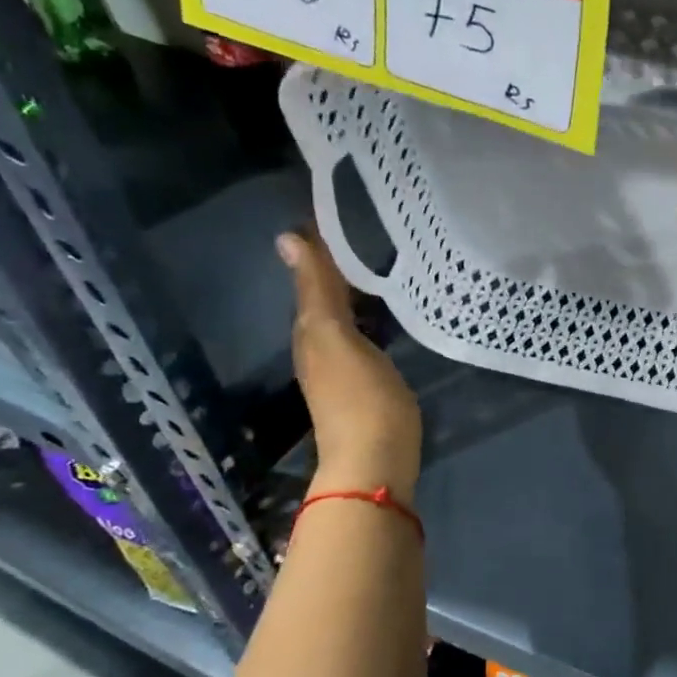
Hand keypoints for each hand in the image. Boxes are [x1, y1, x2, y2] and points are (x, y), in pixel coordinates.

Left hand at [278, 229, 422, 499]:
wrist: (377, 466)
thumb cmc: (362, 401)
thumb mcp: (338, 341)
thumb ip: (318, 293)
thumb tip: (288, 237)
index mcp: (311, 332)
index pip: (312, 277)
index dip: (322, 246)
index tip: (342, 210)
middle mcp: (320, 347)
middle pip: (325, 296)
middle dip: (340, 264)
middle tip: (368, 228)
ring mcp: (343, 368)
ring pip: (343, 316)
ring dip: (356, 290)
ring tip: (382, 261)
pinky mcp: (367, 384)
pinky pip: (363, 335)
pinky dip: (370, 315)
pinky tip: (388, 312)